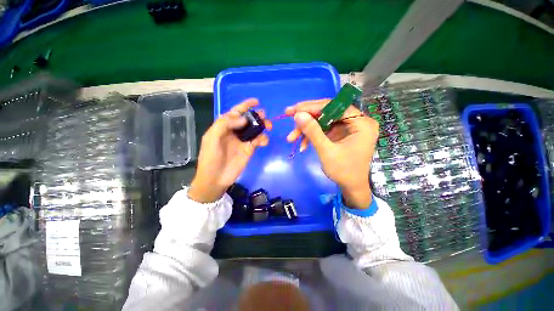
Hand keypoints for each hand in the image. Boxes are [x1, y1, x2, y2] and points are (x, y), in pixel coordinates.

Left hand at [188, 99, 271, 202]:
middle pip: (248, 120)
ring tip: (268, 127)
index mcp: (224, 126)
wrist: (216, 178)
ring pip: (255, 129)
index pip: (235, 112)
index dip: (245, 106)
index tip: (256, 101)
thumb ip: (224, 124)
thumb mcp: (211, 138)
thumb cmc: (210, 158)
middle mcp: (235, 131)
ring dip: (263, 126)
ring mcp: (243, 140)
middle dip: (257, 116)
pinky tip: (263, 141)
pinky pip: (259, 140)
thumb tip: (243, 119)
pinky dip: (263, 138)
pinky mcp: (250, 149)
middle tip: (264, 116)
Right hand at [286, 100, 378, 208]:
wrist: (351, 187)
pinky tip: (302, 145)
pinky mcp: (341, 134)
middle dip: (307, 118)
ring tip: (292, 138)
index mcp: (361, 123)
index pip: (334, 106)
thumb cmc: (343, 171)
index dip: (312, 107)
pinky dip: (312, 136)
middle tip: (289, 118)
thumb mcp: (326, 151)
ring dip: (306, 129)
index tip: (293, 110)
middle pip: (328, 112)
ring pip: (323, 121)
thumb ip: (313, 131)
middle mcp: (357, 121)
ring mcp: (348, 127)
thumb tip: (298, 114)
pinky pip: (324, 129)